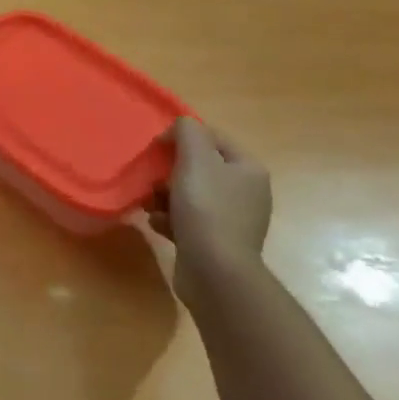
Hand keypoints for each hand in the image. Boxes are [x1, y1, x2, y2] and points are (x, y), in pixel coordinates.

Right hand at [131, 118, 271, 309]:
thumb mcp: (195, 159)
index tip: (156, 149)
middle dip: (169, 173)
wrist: (215, 270)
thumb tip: (179, 129)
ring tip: (151, 205)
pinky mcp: (216, 242)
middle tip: (153, 181)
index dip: (182, 138)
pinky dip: (169, 220)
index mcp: (247, 169)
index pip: (212, 138)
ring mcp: (232, 219)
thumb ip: (187, 132)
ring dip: (164, 197)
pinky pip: (187, 220)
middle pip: (198, 168)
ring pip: (188, 195)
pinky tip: (159, 225)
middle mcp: (246, 192)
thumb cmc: (206, 208)